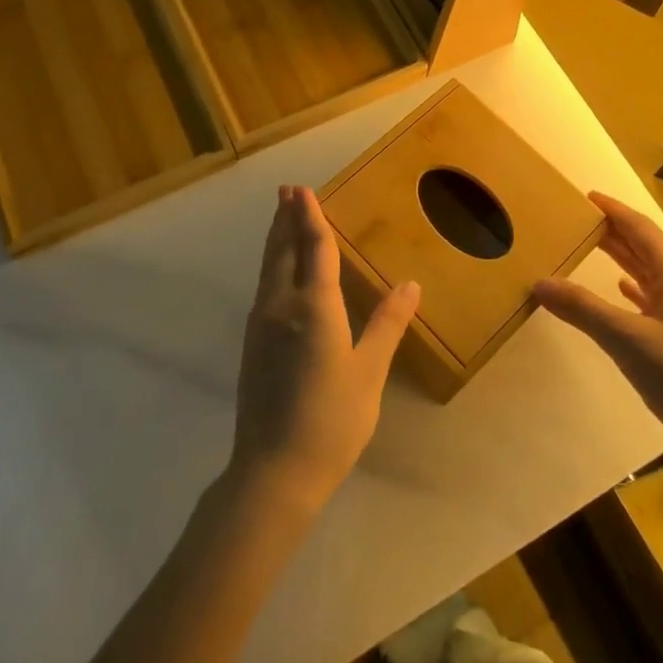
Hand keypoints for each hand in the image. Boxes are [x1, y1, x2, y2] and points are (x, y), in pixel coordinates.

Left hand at [230, 186, 420, 514]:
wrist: (273, 472)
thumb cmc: (331, 421)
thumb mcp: (369, 372)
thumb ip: (388, 323)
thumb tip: (411, 284)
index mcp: (314, 307)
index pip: (313, 248)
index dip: (311, 217)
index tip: (302, 190)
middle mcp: (281, 306)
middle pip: (283, 250)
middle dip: (286, 219)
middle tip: (287, 191)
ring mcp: (261, 324)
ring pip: (268, 268)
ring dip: (276, 238)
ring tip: (280, 217)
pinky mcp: (252, 343)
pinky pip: (264, 287)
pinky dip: (272, 264)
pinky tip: (277, 271)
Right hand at [533, 193, 662, 446]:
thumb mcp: (626, 339)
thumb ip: (582, 309)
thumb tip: (541, 282)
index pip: (640, 229)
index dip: (613, 210)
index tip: (587, 196)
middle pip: (646, 247)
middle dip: (614, 232)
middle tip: (579, 221)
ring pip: (652, 273)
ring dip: (624, 258)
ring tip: (592, 248)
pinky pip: (658, 297)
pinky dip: (636, 288)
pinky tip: (623, 290)